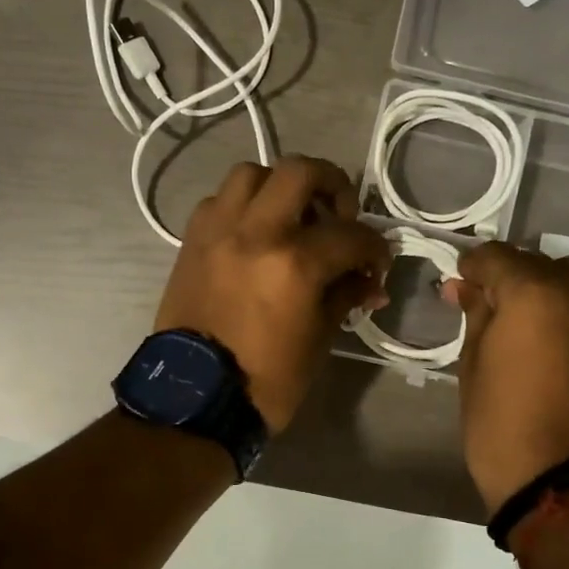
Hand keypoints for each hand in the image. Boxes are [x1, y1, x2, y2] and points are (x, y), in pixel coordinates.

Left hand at [157, 156, 389, 431]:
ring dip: (279, 187)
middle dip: (332, 184)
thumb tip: (368, 281)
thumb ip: (345, 296)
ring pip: (251, 174)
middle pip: (300, 171)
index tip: (377, 263)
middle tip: (340, 213)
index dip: (375, 248)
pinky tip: (254, 233)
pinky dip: (242, 206)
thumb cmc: (266, 379)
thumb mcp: (318, 340)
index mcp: (294, 263)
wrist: (195, 396)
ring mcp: (218, 231)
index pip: (351, 235)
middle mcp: (255, 232)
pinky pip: (219, 201)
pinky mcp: (192, 241)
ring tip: (292, 216)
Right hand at [445, 243, 568, 511]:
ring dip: (548, 280)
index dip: (472, 266)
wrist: (567, 484)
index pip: (497, 257)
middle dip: (506, 275)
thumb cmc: (503, 428)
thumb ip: (476, 316)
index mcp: (534, 293)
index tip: (459, 283)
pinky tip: (552, 328)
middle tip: (484, 303)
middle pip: (536, 262)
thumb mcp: (474, 367)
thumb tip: (466, 287)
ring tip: (527, 312)